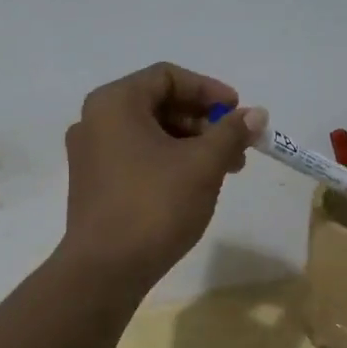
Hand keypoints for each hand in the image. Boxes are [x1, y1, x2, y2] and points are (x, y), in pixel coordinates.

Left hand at [58, 62, 265, 292]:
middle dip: (203, 121)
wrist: (105, 270)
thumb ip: (231, 132)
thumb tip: (257, 114)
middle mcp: (95, 119)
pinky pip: (136, 155)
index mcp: (114, 102)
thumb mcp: (203, 164)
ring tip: (225, 169)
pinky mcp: (92, 182)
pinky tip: (194, 184)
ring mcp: (90, 153)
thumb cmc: (154, 205)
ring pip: (149, 132)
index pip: (167, 77)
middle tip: (237, 145)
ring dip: (190, 143)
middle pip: (158, 103)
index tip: (238, 112)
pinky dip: (168, 160)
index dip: (208, 90)